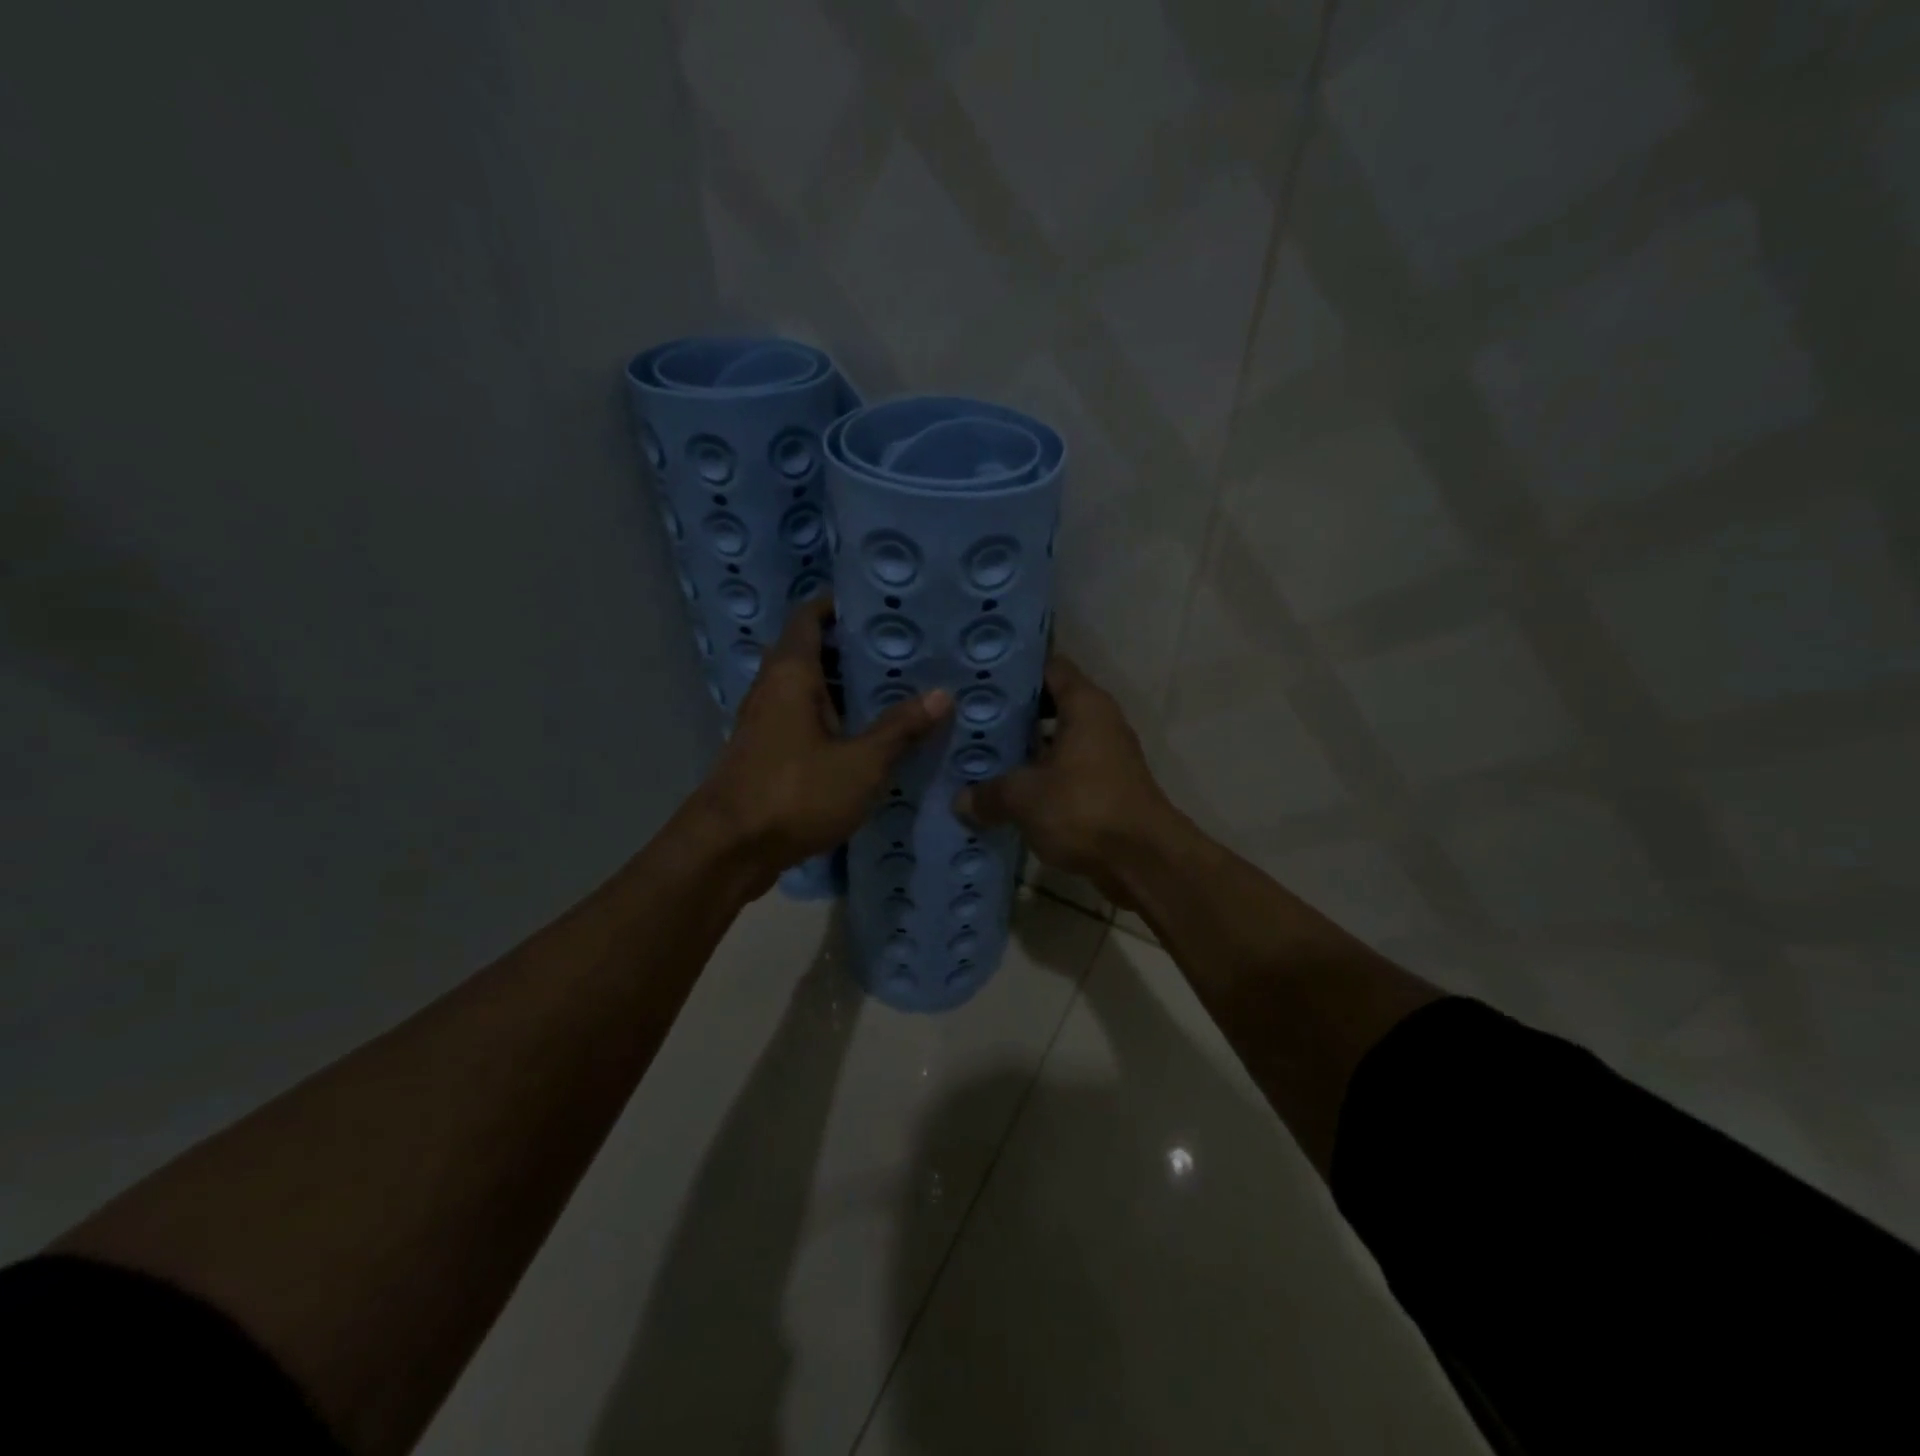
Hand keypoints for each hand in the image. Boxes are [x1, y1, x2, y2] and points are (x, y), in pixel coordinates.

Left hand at [695, 598, 951, 894]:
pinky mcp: (768, 752)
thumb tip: (942, 694)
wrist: (728, 850)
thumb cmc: (794, 794)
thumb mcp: (860, 763)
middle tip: (904, 649)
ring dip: (847, 687)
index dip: (841, 605)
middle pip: (813, 651)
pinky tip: (870, 734)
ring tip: (897, 687)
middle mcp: (773, 688)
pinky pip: (806, 719)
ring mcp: (767, 721)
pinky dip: (835, 717)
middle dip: (855, 648)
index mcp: (791, 674)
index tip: (882, 606)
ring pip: (811, 689)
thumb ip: (900, 729)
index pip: (811, 617)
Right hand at [953, 655, 1179, 907]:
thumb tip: (961, 800)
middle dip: (1013, 713)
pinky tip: (1005, 791)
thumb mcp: (1024, 797)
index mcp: (1085, 705)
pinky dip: (1039, 779)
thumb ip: (989, 793)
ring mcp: (1105, 757)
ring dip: (1024, 749)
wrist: (1142, 862)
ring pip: (1057, 742)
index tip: (981, 677)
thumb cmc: (1084, 808)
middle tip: (971, 719)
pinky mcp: (1105, 789)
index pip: (1050, 667)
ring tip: (980, 755)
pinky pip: (1064, 772)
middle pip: (1051, 704)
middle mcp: (1100, 722)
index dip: (1016, 670)